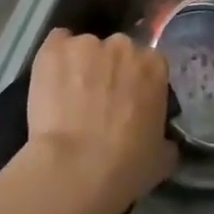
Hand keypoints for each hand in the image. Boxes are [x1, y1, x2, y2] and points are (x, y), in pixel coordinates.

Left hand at [24, 30, 177, 206]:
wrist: (75, 170)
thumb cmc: (125, 166)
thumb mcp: (161, 158)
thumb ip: (164, 138)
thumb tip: (163, 140)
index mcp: (155, 65)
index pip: (147, 63)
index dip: (135, 82)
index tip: (126, 102)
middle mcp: (124, 45)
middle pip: (117, 51)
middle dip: (109, 71)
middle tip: (97, 101)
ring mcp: (87, 43)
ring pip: (85, 49)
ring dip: (80, 67)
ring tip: (67, 97)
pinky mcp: (55, 49)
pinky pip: (57, 43)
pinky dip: (54, 59)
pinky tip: (49, 81)